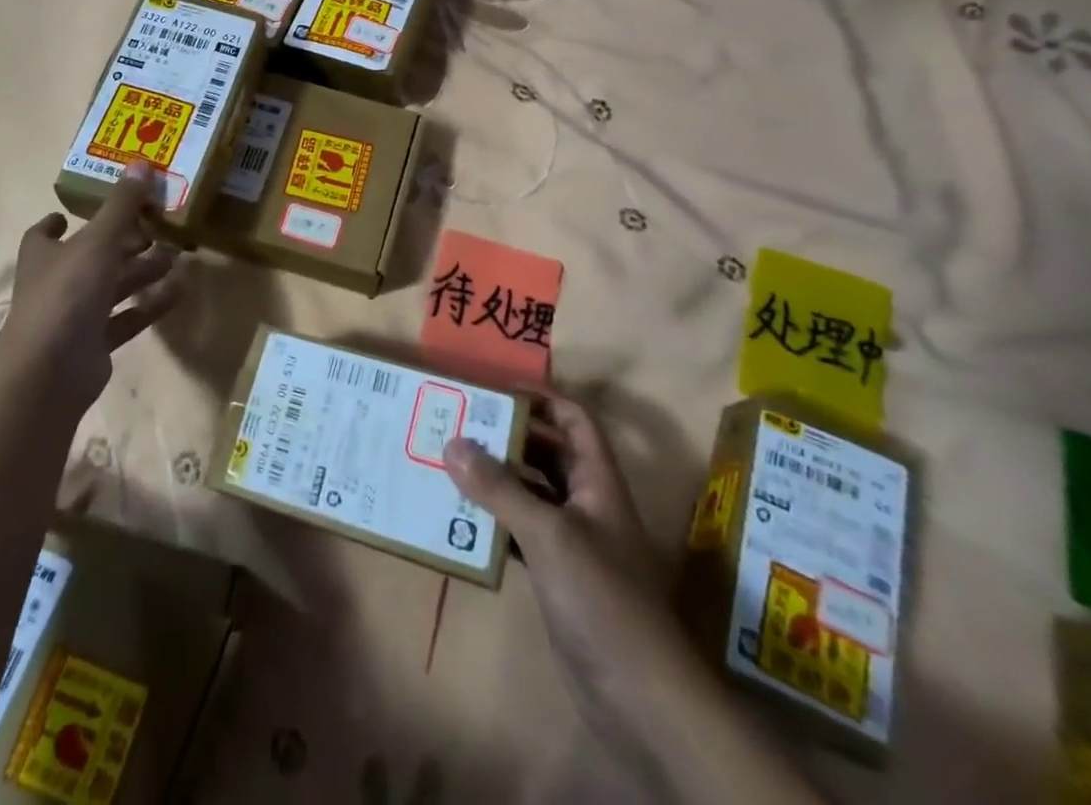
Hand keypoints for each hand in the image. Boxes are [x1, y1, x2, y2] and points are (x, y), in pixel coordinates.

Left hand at [0, 162, 184, 402]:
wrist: (50, 371)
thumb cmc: (67, 292)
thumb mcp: (98, 240)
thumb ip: (122, 205)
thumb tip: (141, 163)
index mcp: (45, 255)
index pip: (45, 234)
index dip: (60, 223)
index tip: (75, 214)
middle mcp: (56, 283)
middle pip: (92, 257)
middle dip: (123, 243)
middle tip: (156, 229)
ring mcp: (74, 316)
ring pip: (113, 287)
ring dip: (142, 272)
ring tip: (177, 256)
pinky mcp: (95, 344)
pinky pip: (127, 318)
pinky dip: (150, 305)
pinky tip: (180, 291)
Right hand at [444, 396, 664, 648]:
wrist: (642, 698)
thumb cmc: (602, 597)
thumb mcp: (549, 534)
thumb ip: (500, 488)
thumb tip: (452, 441)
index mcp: (598, 480)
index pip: (573, 420)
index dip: (540, 399)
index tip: (493, 391)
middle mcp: (587, 503)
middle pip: (547, 452)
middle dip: (507, 436)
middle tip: (457, 423)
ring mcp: (573, 541)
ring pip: (530, 492)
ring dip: (496, 479)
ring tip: (448, 463)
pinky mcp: (557, 576)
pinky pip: (520, 532)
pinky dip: (494, 520)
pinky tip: (460, 519)